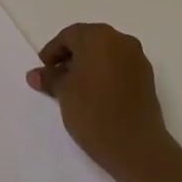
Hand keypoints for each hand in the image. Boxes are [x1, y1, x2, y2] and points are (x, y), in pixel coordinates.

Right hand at [27, 23, 171, 178]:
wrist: (136, 146)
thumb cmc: (93, 112)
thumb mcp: (64, 93)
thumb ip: (49, 78)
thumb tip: (34, 74)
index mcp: (98, 36)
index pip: (69, 36)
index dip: (52, 52)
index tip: (43, 71)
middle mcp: (121, 40)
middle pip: (89, 41)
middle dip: (71, 57)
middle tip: (56, 78)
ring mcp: (137, 58)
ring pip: (106, 54)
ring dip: (88, 66)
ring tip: (74, 89)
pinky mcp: (147, 77)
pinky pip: (120, 67)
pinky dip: (105, 74)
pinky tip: (95, 95)